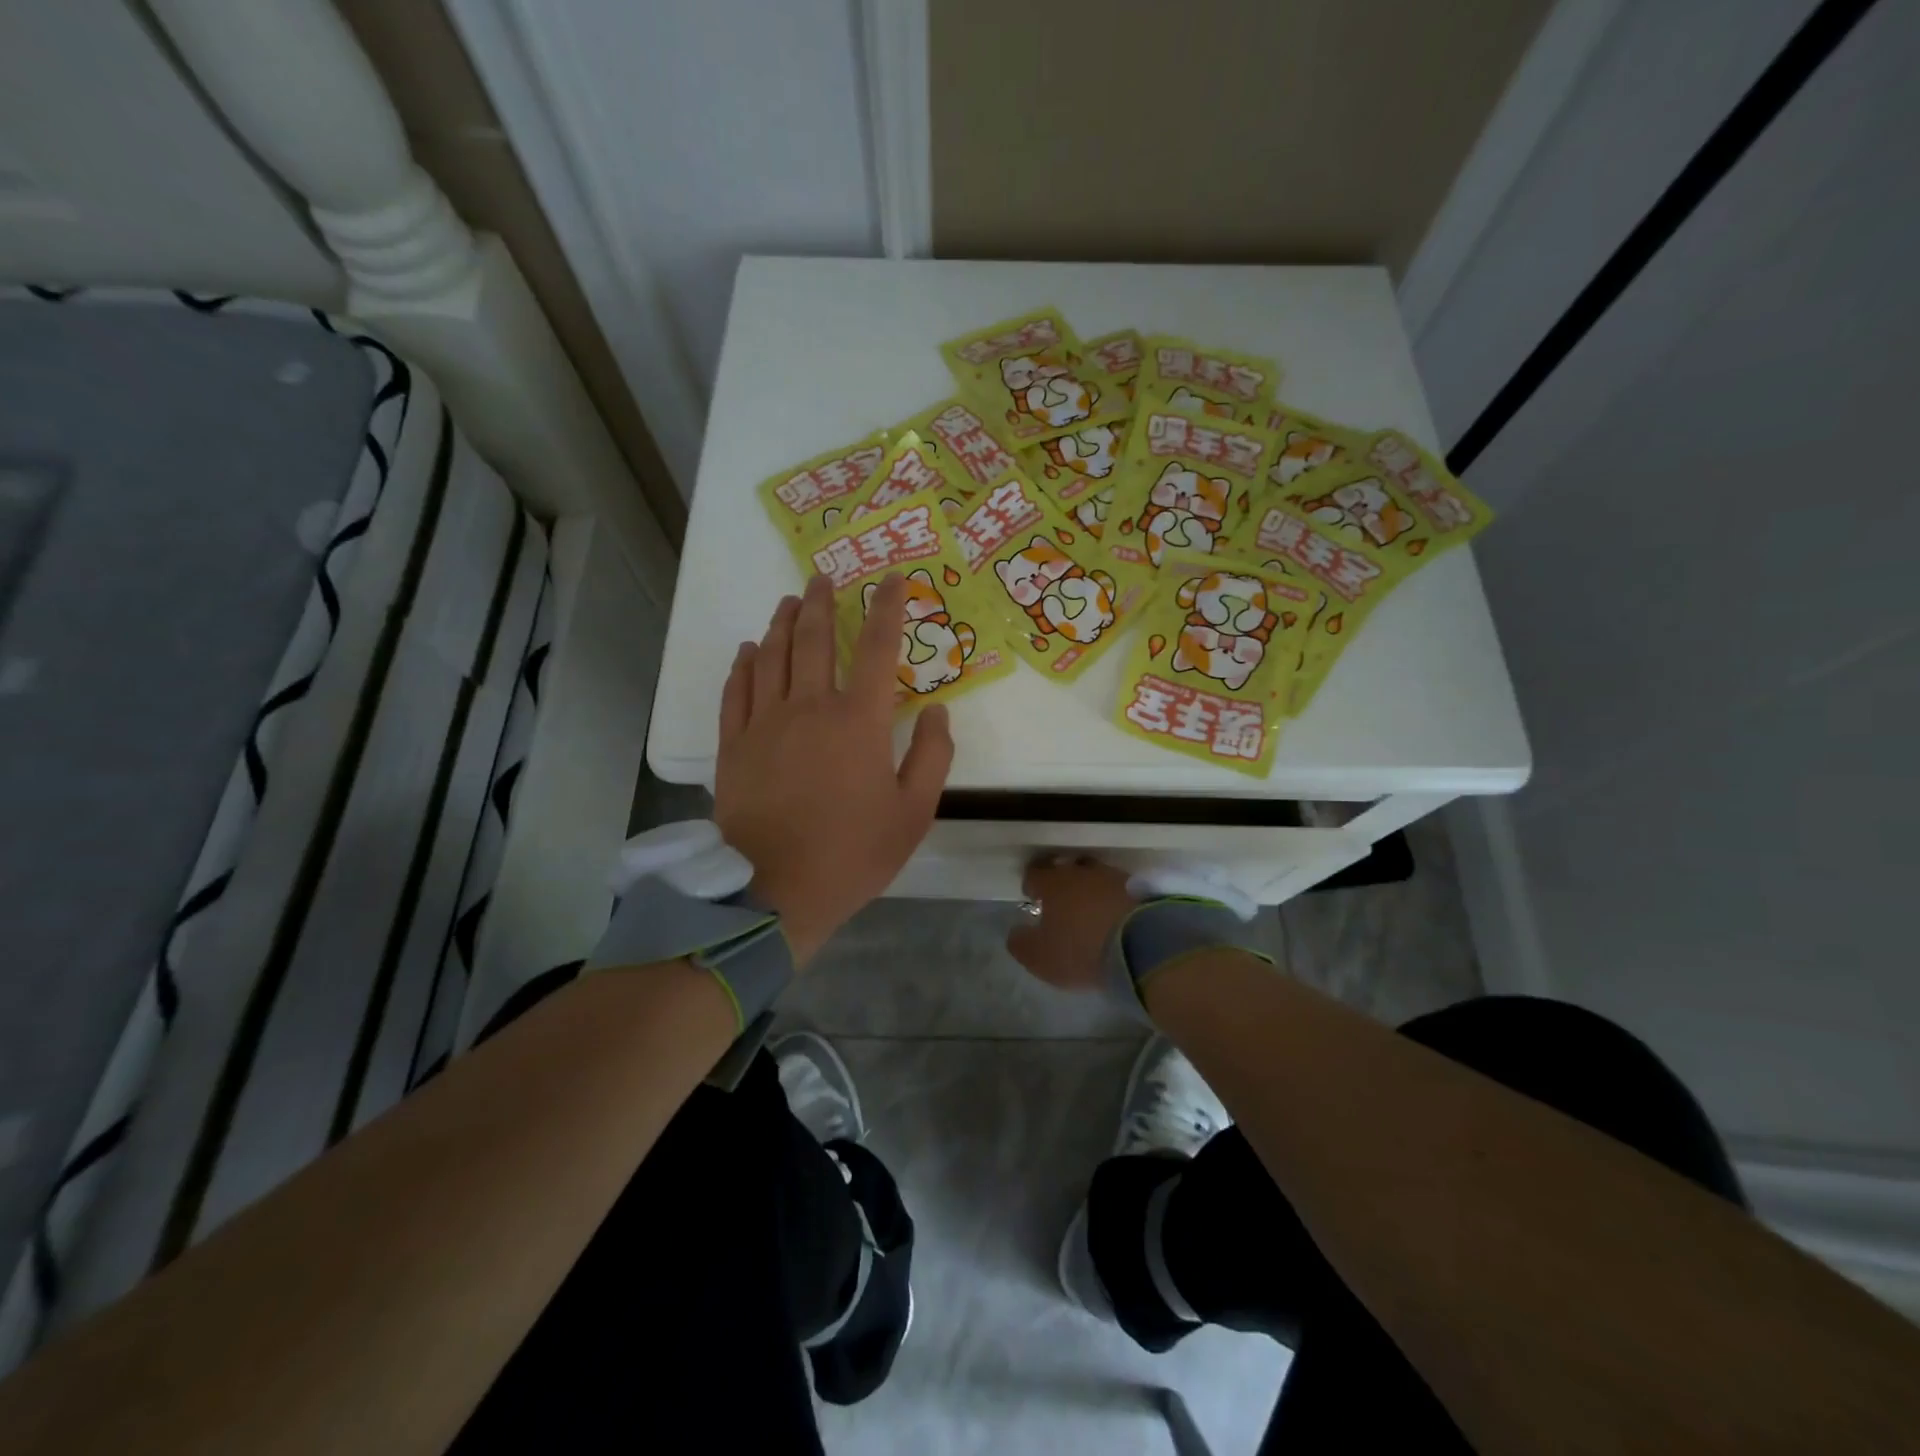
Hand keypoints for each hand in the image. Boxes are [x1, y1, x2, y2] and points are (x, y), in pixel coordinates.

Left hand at [715, 572, 953, 965]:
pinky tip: (748, 650)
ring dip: (781, 623)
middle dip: (821, 602)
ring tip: (788, 601)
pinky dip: (743, 664)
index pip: (878, 647)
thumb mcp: (914, 813)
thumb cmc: (853, 853)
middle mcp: (809, 707)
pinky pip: (736, 690)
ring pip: (772, 656)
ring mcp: (765, 723)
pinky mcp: (734, 745)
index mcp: (859, 720)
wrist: (775, 890)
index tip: (893, 579)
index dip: (888, 608)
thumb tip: (939, 711)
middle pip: (814, 639)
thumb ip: (933, 757)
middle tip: (821, 577)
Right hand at [1005, 858, 1134, 992]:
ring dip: (1090, 890)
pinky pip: (1118, 890)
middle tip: (1060, 903)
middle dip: (1061, 882)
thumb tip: (1016, 932)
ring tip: (1090, 911)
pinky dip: (1112, 900)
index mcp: (1053, 882)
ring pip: (1094, 877)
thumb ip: (1021, 943)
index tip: (1032, 898)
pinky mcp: (1140, 889)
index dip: (1031, 885)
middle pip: (1066, 868)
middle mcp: (1082, 871)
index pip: (1035, 873)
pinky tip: (1113, 917)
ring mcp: (1113, 877)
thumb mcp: (1040, 957)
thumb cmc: (1081, 949)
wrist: (1142, 947)